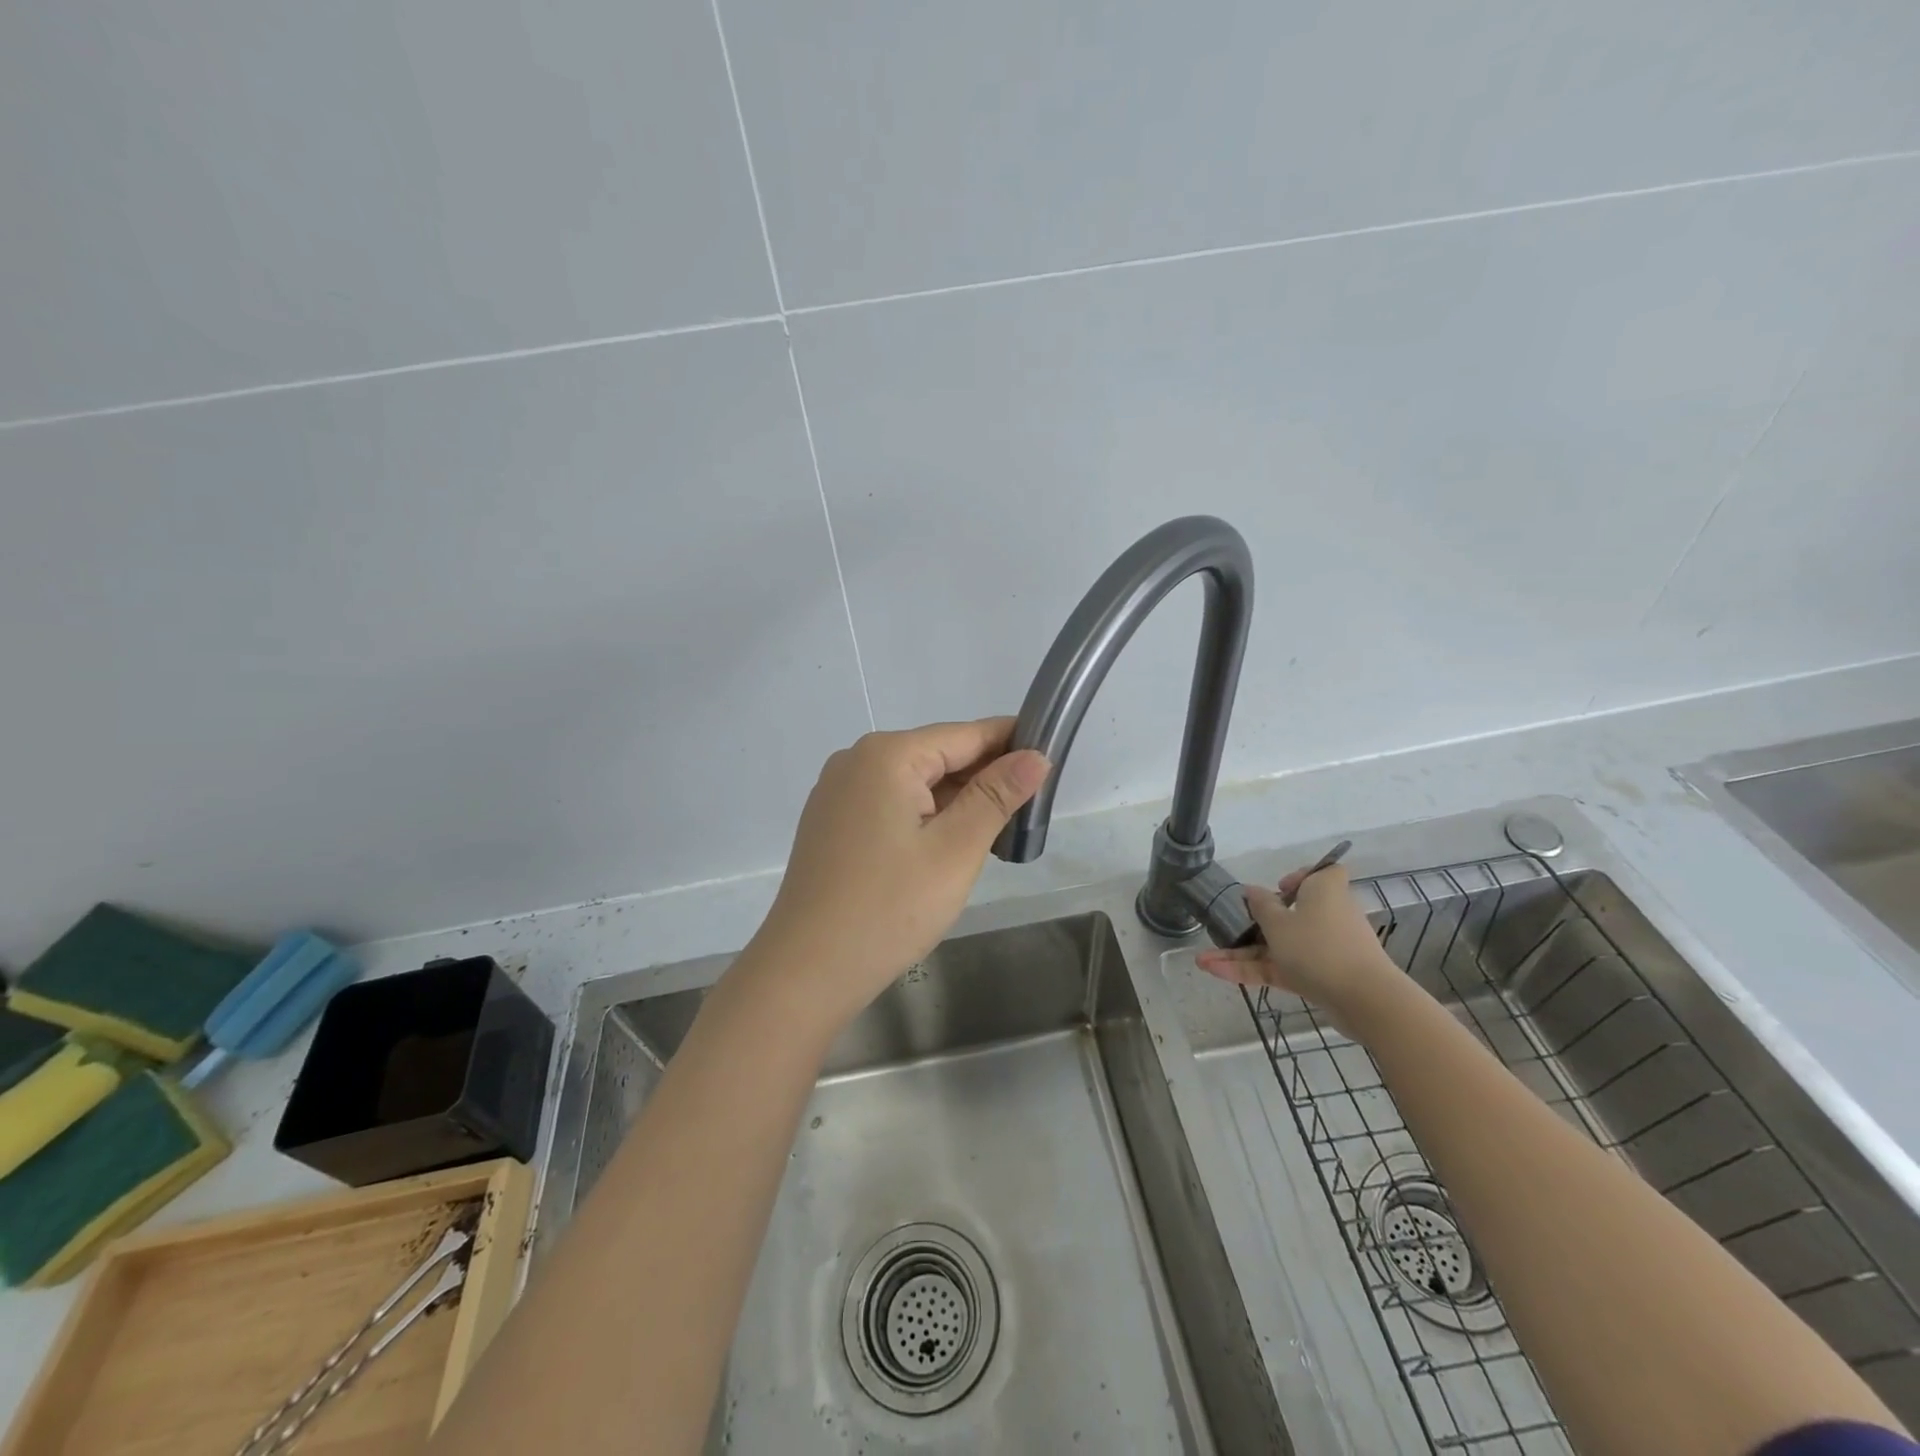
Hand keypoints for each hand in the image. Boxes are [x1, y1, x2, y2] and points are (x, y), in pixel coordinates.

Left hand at [746, 718, 1049, 1030]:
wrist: (805, 971)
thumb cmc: (888, 909)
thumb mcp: (956, 850)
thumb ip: (997, 796)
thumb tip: (1036, 755)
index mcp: (887, 755)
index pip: (965, 734)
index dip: (1011, 743)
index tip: (1051, 761)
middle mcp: (856, 760)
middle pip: (937, 756)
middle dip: (984, 779)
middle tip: (1028, 813)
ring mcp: (838, 792)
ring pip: (914, 783)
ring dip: (955, 802)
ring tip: (995, 835)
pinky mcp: (831, 822)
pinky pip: (890, 804)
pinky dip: (924, 817)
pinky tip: (945, 847)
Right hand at [1194, 863, 1401, 1031]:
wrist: (1363, 1000)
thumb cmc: (1318, 946)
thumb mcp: (1278, 923)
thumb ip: (1261, 906)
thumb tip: (1251, 890)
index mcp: (1324, 891)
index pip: (1323, 874)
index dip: (1302, 877)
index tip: (1281, 888)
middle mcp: (1327, 916)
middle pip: (1290, 915)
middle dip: (1253, 925)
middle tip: (1232, 928)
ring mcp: (1323, 949)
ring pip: (1278, 946)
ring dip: (1241, 954)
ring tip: (1203, 961)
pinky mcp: (1319, 977)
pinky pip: (1282, 968)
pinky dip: (1254, 970)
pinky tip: (1217, 973)